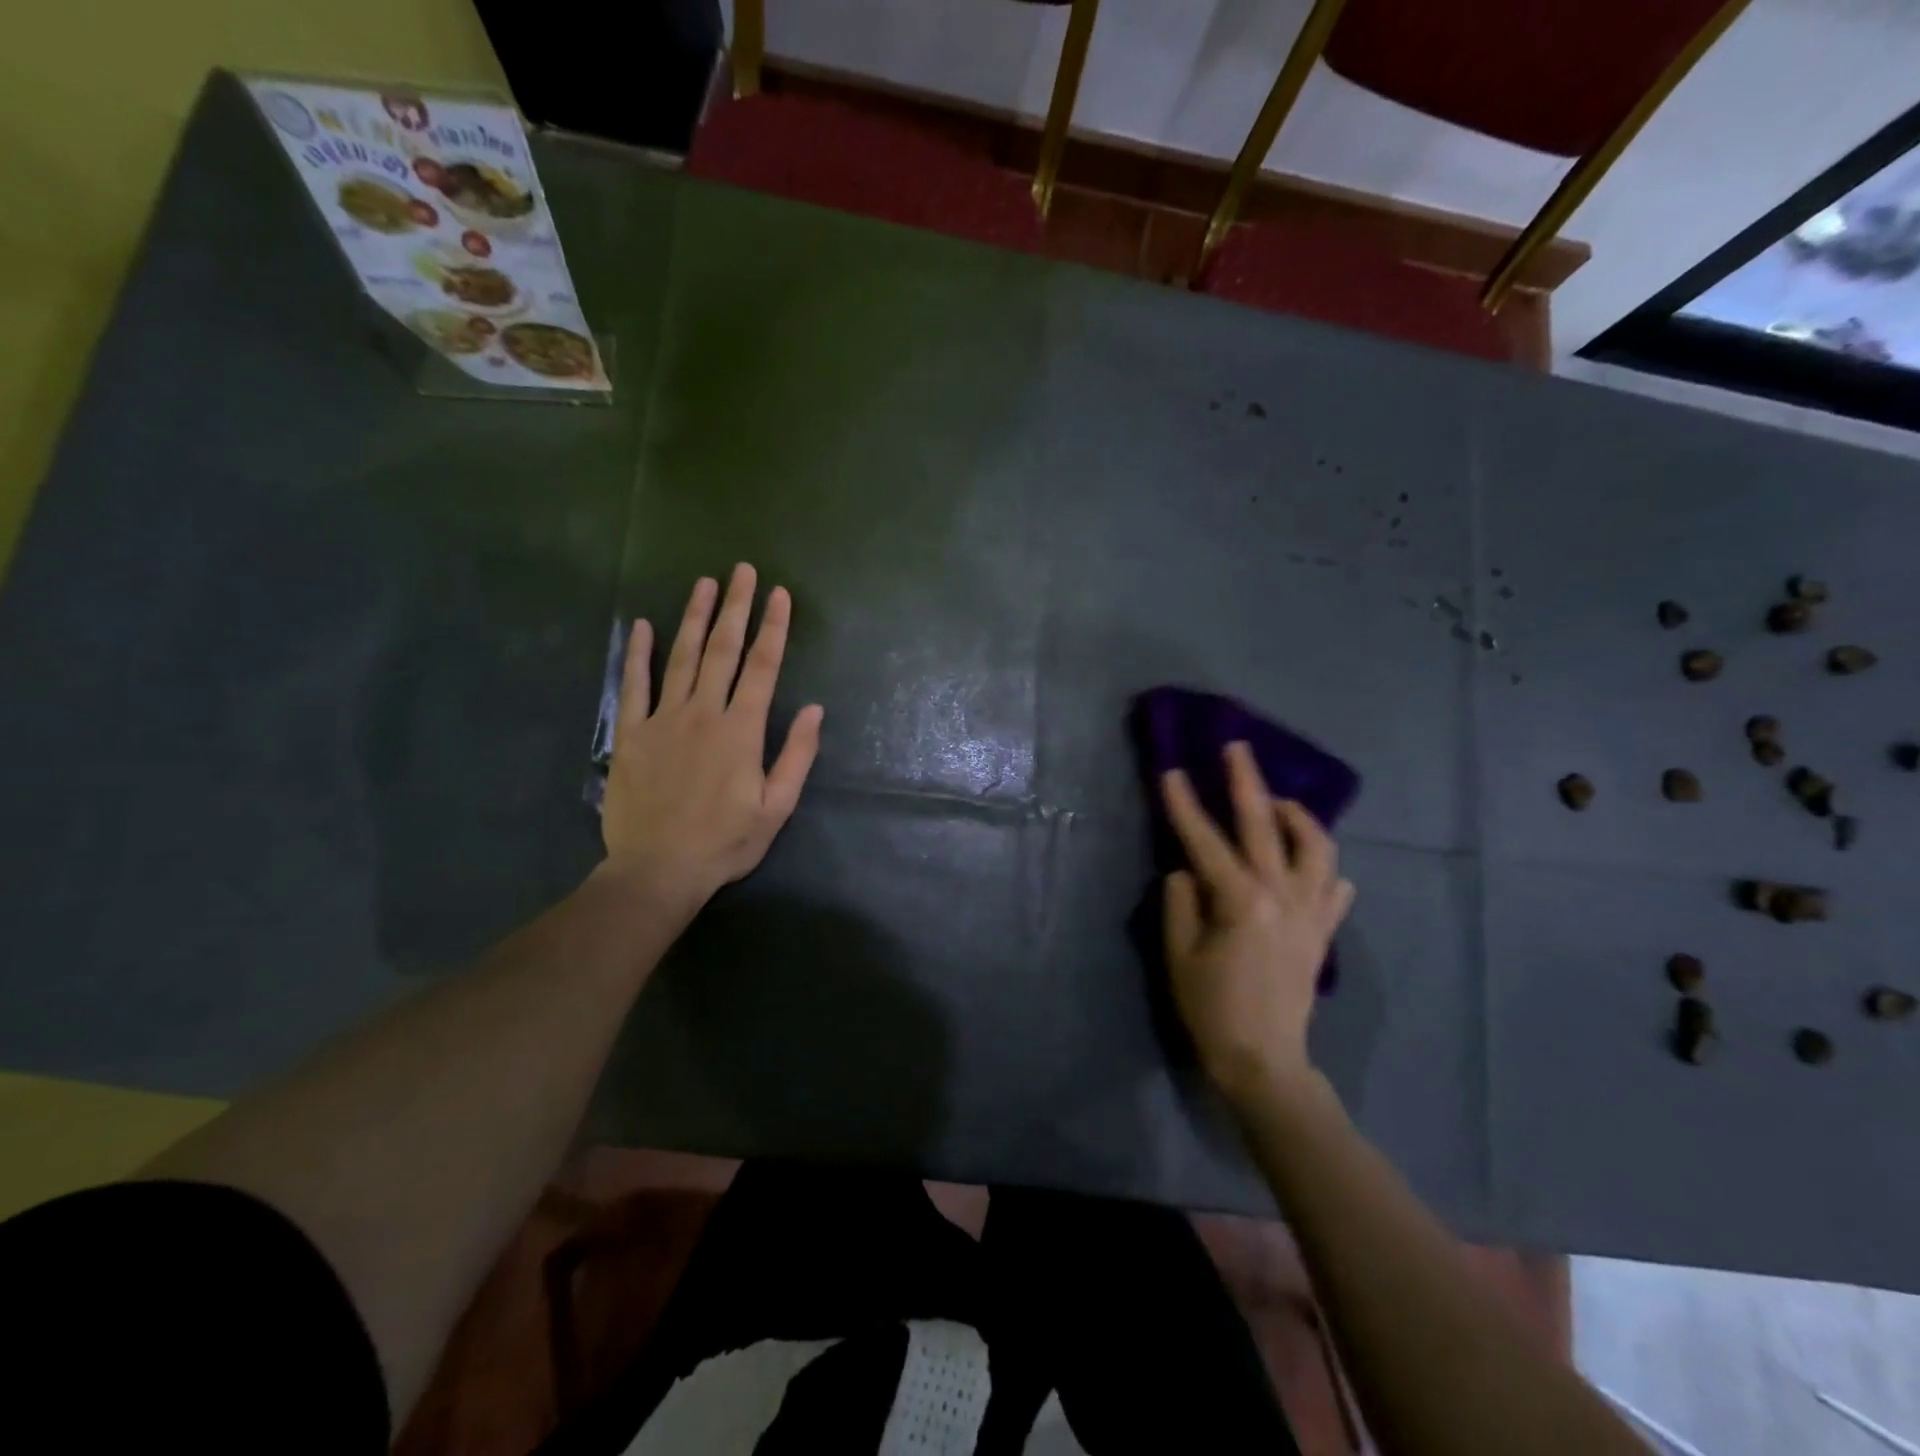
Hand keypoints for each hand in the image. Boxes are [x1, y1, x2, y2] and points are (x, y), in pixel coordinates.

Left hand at [601, 564, 823, 919]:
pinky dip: (637, 654)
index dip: (773, 628)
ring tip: (704, 584)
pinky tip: (643, 626)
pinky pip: (633, 686)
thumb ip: (796, 755)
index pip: (763, 668)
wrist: (658, 869)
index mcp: (742, 730)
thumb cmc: (725, 842)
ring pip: (681, 658)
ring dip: (693, 618)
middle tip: (742, 571)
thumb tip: (815, 709)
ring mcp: (663, 720)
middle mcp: (704, 714)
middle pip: (722, 650)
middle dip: (735, 608)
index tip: (779, 595)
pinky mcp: (631, 734)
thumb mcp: (777, 807)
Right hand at [1160, 741, 1355, 1108]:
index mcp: (1241, 901)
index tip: (1170, 771)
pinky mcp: (1323, 931)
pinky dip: (1322, 866)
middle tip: (1237, 748)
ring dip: (1297, 817)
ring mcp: (1310, 912)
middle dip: (1247, 782)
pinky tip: (1308, 863)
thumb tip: (1186, 870)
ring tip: (1277, 803)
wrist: (1264, 1062)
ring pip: (1317, 847)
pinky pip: (1334, 886)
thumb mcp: (1179, 955)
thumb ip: (1181, 903)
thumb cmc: (1211, 1010)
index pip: (1206, 840)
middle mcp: (1282, 896)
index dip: (1184, 805)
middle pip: (1266, 825)